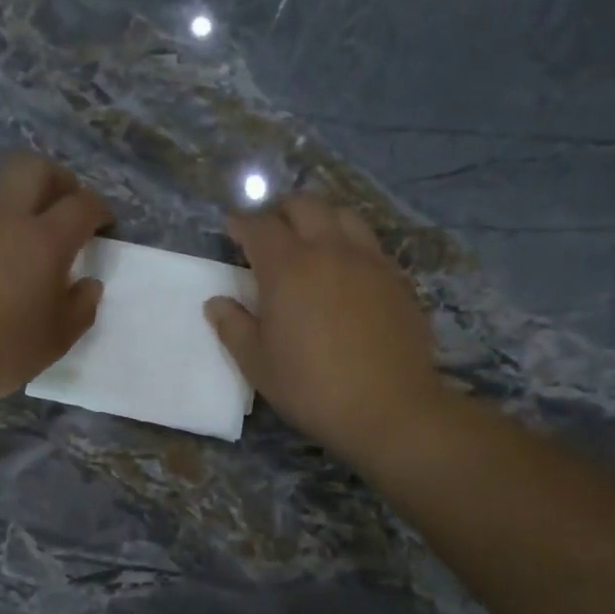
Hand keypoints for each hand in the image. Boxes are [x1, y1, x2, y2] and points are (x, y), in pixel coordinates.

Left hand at [0, 153, 110, 403]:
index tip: (103, 224)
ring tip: (16, 245)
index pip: (82, 204)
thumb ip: (81, 307)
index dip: (99, 209)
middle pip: (34, 167)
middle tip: (63, 206)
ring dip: (14, 206)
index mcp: (43, 240)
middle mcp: (3, 216)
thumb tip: (88, 284)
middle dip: (57, 179)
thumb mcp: (56, 340)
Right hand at [206, 196, 442, 461]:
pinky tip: (345, 271)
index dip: (242, 223)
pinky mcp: (397, 278)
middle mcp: (329, 250)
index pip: (260, 227)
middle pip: (304, 206)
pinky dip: (349, 244)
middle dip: (281, 211)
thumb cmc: (311, 387)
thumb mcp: (258, 364)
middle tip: (271, 231)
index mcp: (288, 268)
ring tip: (311, 242)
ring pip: (343, 216)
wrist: (388, 407)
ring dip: (320, 219)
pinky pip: (369, 244)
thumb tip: (217, 303)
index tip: (233, 229)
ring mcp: (369, 261)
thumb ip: (234, 327)